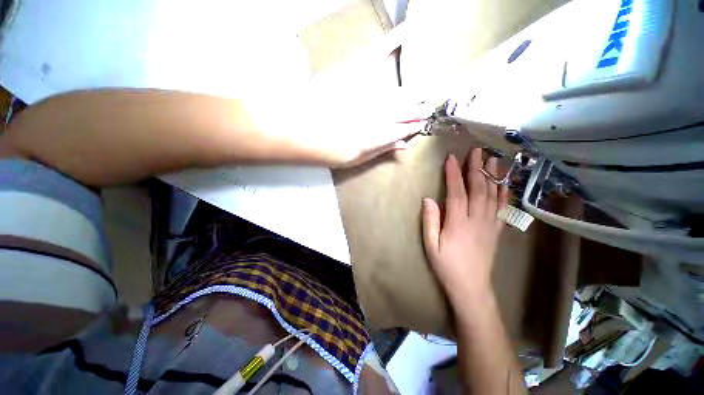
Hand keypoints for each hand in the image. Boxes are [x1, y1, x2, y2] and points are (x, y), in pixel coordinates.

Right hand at [421, 148, 507, 303]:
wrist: (471, 287)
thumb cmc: (446, 265)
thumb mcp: (431, 244)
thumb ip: (430, 220)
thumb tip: (428, 199)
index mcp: (458, 223)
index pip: (456, 192)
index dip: (454, 174)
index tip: (451, 158)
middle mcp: (477, 219)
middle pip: (478, 189)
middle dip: (476, 168)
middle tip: (476, 151)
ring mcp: (489, 224)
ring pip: (492, 195)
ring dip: (492, 176)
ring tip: (492, 160)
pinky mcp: (496, 230)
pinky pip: (503, 209)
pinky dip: (504, 194)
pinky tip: (504, 184)